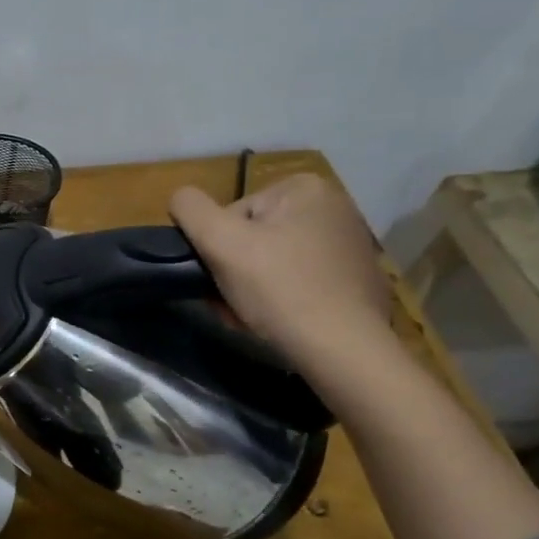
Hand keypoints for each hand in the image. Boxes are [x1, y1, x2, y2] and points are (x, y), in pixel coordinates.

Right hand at [169, 173, 394, 374]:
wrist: (344, 349)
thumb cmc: (280, 289)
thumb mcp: (220, 242)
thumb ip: (191, 209)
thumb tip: (181, 198)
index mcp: (304, 188)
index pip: (234, 215)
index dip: (219, 249)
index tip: (220, 280)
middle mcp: (335, 207)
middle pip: (256, 238)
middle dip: (236, 272)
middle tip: (230, 305)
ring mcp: (350, 244)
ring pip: (276, 262)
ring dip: (253, 289)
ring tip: (251, 318)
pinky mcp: (358, 278)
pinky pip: (303, 281)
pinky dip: (285, 299)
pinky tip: (281, 322)